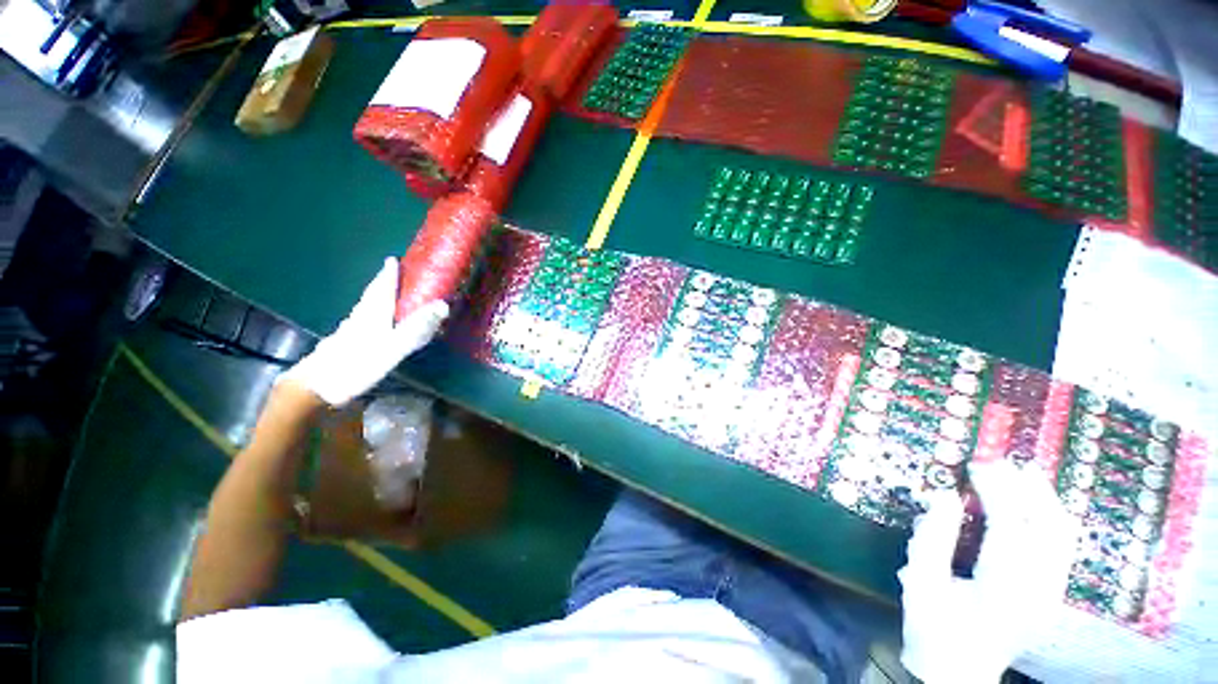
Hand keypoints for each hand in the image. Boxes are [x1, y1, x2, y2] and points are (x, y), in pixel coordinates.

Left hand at [281, 257, 448, 405]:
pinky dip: (369, 316)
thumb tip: (443, 305)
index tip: (391, 260)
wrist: (316, 388)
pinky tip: (370, 326)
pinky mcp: (343, 346)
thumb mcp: (393, 347)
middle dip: (381, 283)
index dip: (387, 274)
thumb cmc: (357, 365)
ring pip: (364, 309)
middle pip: (370, 296)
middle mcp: (359, 319)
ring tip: (384, 296)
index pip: (381, 289)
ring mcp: (349, 333)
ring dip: (374, 299)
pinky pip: (360, 323)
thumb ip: (417, 327)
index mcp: (372, 315)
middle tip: (390, 274)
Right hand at [899, 461, 1078, 683]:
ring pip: (1063, 536)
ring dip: (1044, 500)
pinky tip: (1034, 505)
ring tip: (1023, 475)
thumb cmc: (933, 628)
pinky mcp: (1052, 595)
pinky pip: (1061, 547)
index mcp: (1002, 589)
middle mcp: (1038, 590)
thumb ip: (931, 537)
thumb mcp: (920, 582)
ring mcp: (1051, 594)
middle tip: (1003, 463)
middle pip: (1050, 527)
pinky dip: (1050, 519)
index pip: (1011, 526)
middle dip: (1029, 489)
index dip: (997, 491)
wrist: (959, 673)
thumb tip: (943, 496)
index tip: (977, 466)